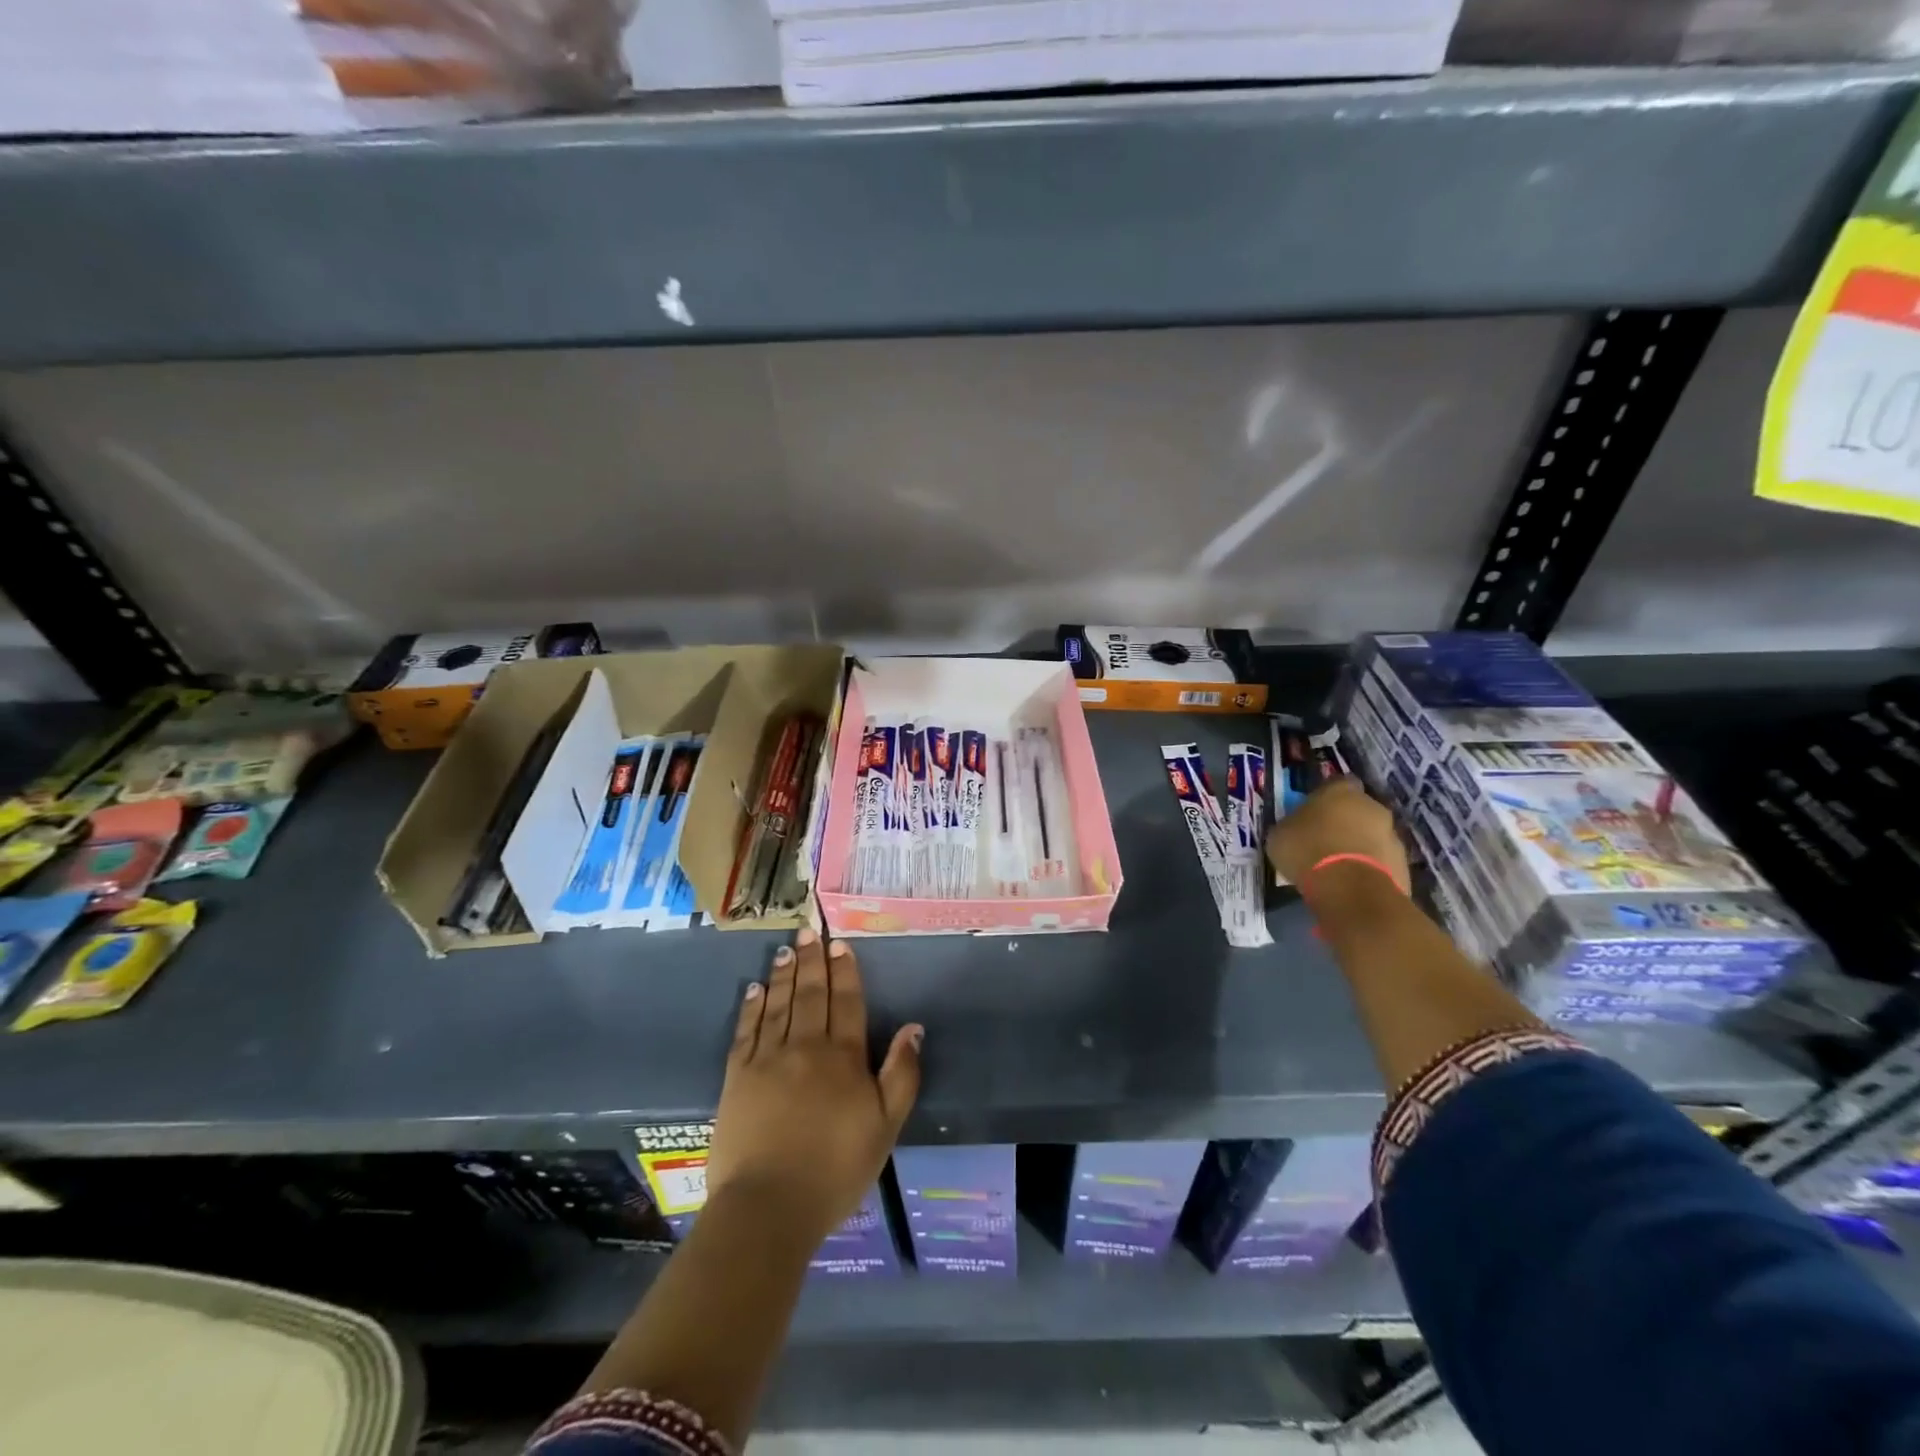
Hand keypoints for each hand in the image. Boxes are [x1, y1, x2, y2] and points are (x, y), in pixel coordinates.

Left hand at [708, 929, 922, 1245]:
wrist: (769, 1206)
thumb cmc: (836, 1169)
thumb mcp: (886, 1126)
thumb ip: (901, 1074)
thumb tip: (913, 1028)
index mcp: (843, 1057)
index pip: (846, 1002)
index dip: (844, 971)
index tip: (839, 943)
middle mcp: (805, 1047)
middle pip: (811, 995)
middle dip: (812, 961)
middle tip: (809, 931)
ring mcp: (768, 1059)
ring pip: (779, 1005)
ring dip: (784, 974)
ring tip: (786, 949)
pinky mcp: (737, 1077)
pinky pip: (746, 1031)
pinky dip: (752, 1007)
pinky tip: (755, 989)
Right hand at [1266, 778, 1408, 892]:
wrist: (1350, 890)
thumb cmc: (1307, 851)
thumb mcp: (1280, 835)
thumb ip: (1292, 826)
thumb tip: (1295, 829)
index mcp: (1340, 790)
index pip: (1335, 784)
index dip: (1324, 798)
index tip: (1312, 813)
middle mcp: (1371, 806)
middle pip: (1358, 809)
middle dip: (1345, 823)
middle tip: (1324, 841)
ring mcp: (1392, 835)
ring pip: (1372, 836)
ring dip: (1358, 847)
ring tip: (1337, 868)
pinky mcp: (1403, 865)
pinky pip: (1381, 862)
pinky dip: (1369, 869)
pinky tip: (1351, 884)